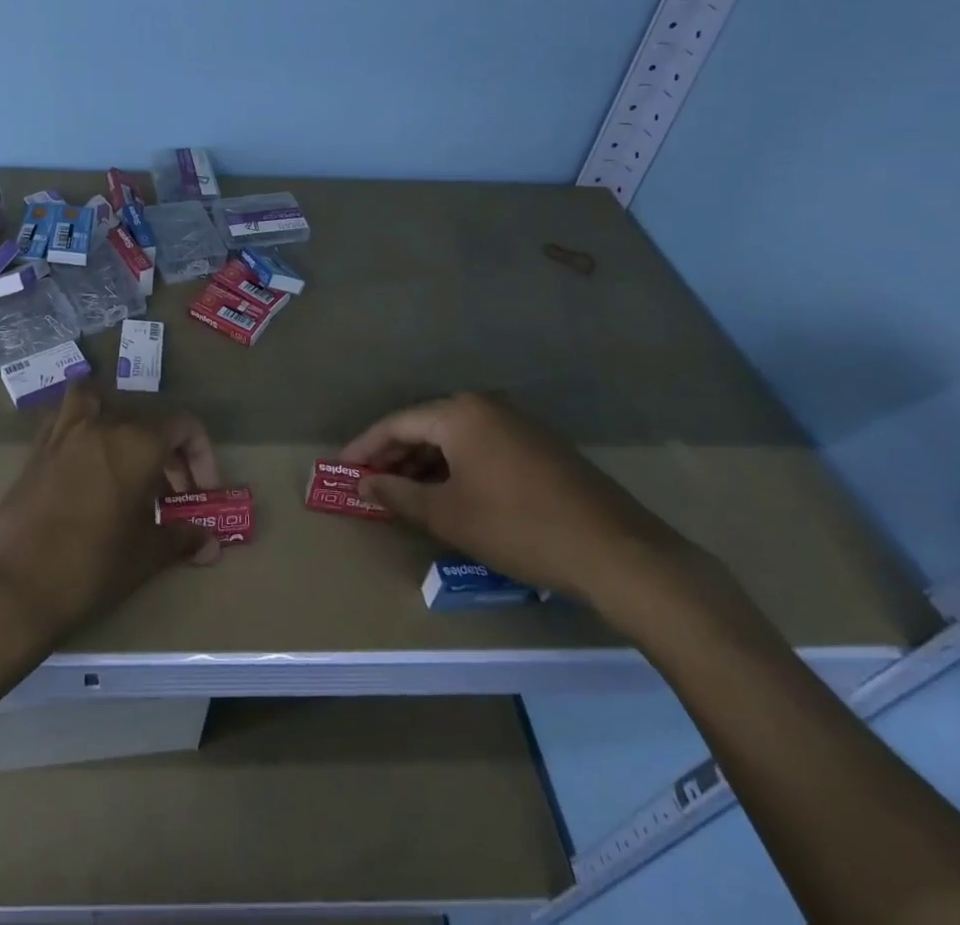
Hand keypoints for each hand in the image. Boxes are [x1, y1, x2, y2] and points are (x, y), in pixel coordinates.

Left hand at [0, 386, 221, 645]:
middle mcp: (102, 425)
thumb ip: (181, 539)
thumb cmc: (90, 568)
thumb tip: (210, 543)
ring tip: (126, 460)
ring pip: (99, 402)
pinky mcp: (37, 449)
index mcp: (136, 443)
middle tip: (171, 497)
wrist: (14, 587)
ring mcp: (64, 433)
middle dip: (168, 454)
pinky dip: (80, 428)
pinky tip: (85, 463)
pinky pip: (64, 419)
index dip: (202, 457)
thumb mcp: (144, 556)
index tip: (201, 494)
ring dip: (118, 422)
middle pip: (147, 420)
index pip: (184, 426)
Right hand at [340, 392, 695, 615]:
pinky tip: (449, 496)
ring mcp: (518, 424)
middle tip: (369, 484)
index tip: (342, 468)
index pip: (397, 422)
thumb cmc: (518, 527)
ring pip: (455, 439)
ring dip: (425, 465)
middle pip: (426, 426)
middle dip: (394, 456)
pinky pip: (482, 448)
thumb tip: (363, 484)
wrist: (617, 553)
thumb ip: (398, 495)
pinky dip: (456, 469)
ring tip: (403, 495)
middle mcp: (487, 406)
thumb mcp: (448, 515)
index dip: (366, 447)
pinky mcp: (540, 448)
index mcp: (461, 413)